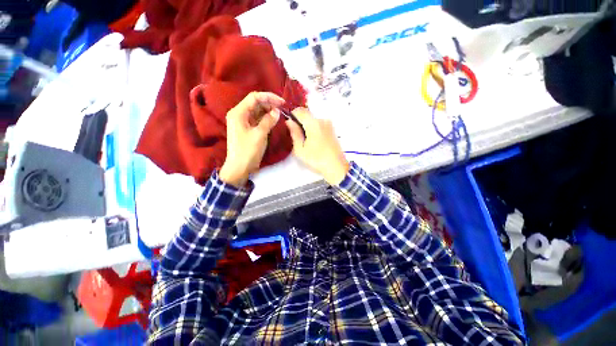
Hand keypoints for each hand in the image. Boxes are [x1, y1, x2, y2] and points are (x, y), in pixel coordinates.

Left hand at [220, 92, 284, 186]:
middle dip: (269, 104)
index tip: (282, 102)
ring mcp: (243, 122)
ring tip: (280, 114)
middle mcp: (239, 114)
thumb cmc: (248, 151)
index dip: (269, 97)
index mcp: (238, 113)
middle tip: (283, 109)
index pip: (254, 97)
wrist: (239, 167)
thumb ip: (268, 121)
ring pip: (257, 111)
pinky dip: (266, 119)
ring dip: (268, 111)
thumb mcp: (259, 135)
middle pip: (255, 103)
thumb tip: (277, 111)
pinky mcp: (247, 129)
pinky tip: (274, 120)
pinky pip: (257, 119)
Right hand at [286, 108, 349, 185]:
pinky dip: (314, 130)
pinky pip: (320, 125)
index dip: (292, 116)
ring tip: (307, 143)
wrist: (336, 167)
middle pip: (307, 115)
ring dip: (308, 128)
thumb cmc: (316, 159)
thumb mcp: (300, 149)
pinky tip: (315, 143)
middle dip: (300, 124)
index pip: (300, 110)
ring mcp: (329, 125)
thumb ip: (294, 133)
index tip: (290, 126)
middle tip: (299, 139)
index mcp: (313, 123)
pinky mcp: (332, 130)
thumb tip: (289, 121)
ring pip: (313, 121)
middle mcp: (322, 120)